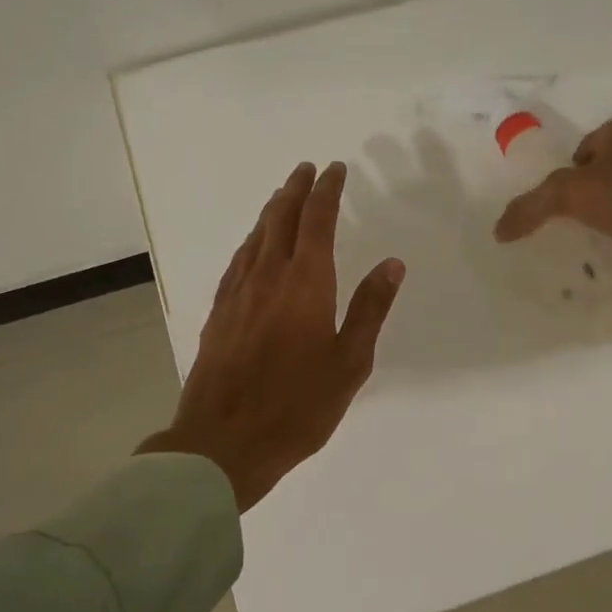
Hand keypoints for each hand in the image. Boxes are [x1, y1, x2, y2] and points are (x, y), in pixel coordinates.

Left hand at [139, 162, 405, 511]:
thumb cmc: (298, 407)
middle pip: (281, 220)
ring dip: (272, 211)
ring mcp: (238, 294)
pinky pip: (237, 262)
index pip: (317, 221)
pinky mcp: (220, 314)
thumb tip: (392, 263)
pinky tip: (253, 246)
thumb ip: (370, 309)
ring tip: (283, 196)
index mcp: (306, 285)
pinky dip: (251, 242)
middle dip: (296, 190)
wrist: (224, 442)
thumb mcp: (350, 363)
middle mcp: (268, 278)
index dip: (326, 191)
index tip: (335, 169)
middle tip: (308, 169)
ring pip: (256, 238)